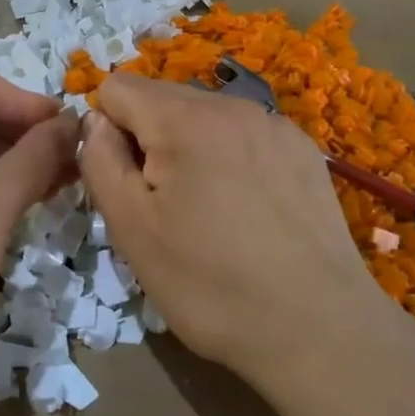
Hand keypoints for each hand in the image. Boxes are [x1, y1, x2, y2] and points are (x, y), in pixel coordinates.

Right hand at [80, 73, 414, 397]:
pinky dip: (230, 158)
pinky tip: (248, 210)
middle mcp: (232, 105)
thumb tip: (96, 121)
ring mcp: (275, 125)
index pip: (117, 86)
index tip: (125, 182)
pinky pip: (245, 134)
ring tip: (207, 211)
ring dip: (189, 148)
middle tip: (163, 205)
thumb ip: (100, 161)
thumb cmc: (209, 284)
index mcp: (184, 118)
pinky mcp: (304, 150)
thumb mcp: (131, 229)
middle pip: (162, 98)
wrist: (318, 329)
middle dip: (148, 139)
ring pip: (205, 115)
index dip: (106, 130)